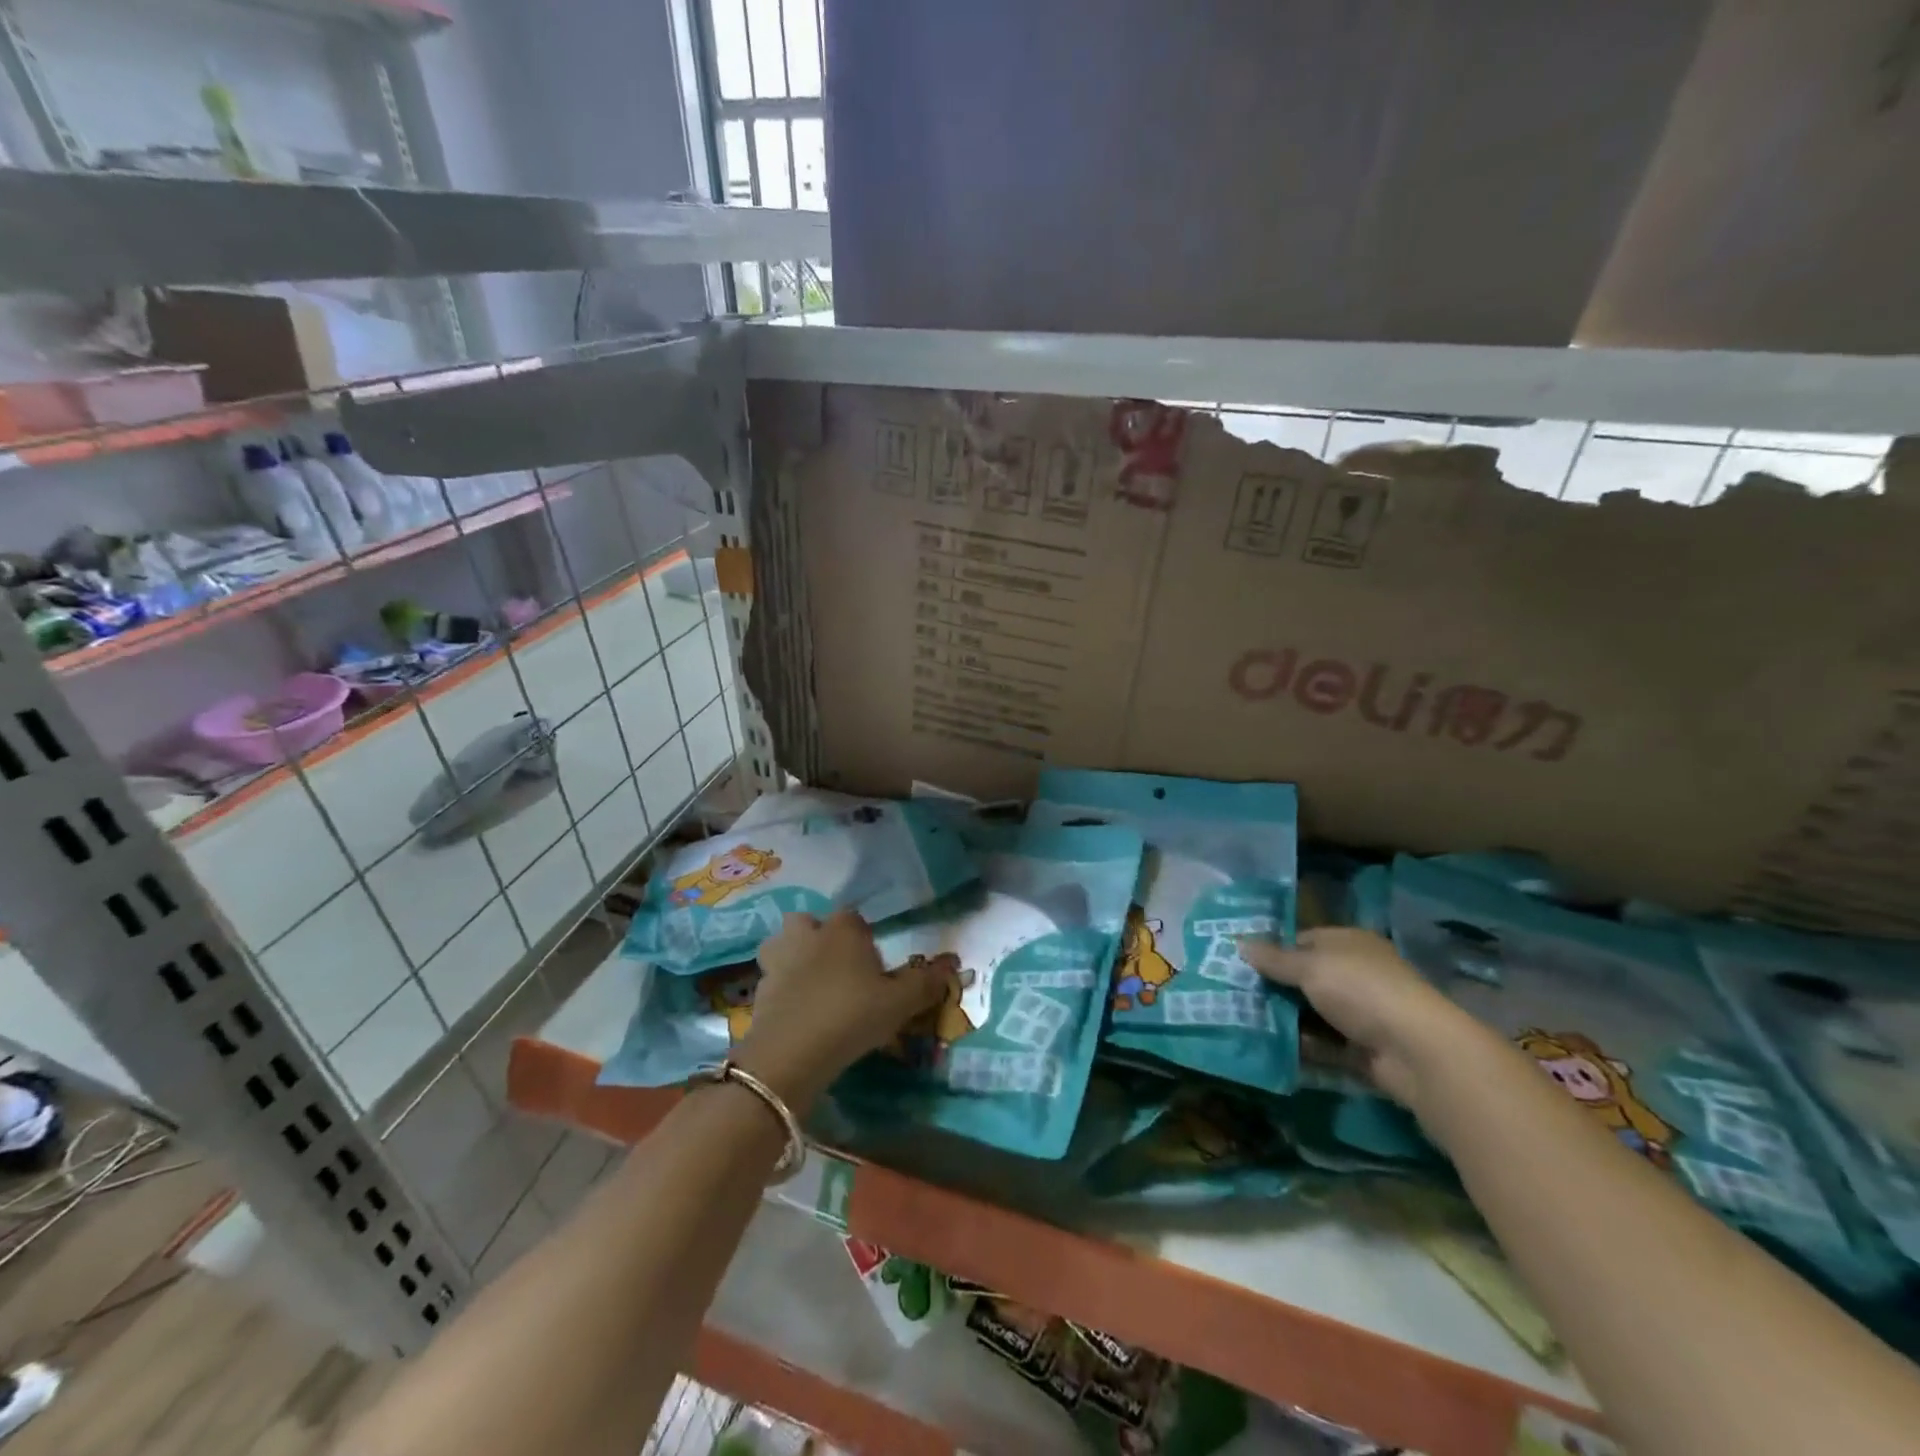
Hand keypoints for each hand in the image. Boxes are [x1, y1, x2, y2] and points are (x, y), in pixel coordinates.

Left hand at [734, 910, 952, 1111]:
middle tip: (837, 970)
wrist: (791, 1053)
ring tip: (810, 987)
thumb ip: (926, 982)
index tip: (874, 968)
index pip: (854, 918)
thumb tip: (952, 966)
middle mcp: (806, 936)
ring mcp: (776, 962)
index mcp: (842, 929)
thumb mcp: (900, 1003)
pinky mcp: (757, 992)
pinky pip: (770, 983)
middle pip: (808, 923)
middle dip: (818, 938)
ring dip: (791, 959)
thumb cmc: (852, 1015)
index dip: (865, 939)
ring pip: (780, 947)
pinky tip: (795, 1016)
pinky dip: (780, 993)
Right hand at [1239, 927, 1480, 1105]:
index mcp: (1348, 944)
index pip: (1303, 940)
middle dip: (1273, 987)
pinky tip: (1269, 1048)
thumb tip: (1238, 942)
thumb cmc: (1361, 990)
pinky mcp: (1362, 1049)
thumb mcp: (1310, 966)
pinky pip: (1323, 1045)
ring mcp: (1361, 1013)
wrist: (1416, 1051)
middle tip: (1233, 994)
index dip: (1272, 949)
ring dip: (1284, 1019)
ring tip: (1242, 1022)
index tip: (1238, 962)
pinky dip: (1301, 1047)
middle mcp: (1356, 974)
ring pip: (1311, 1013)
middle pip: (1305, 978)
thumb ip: (1274, 958)